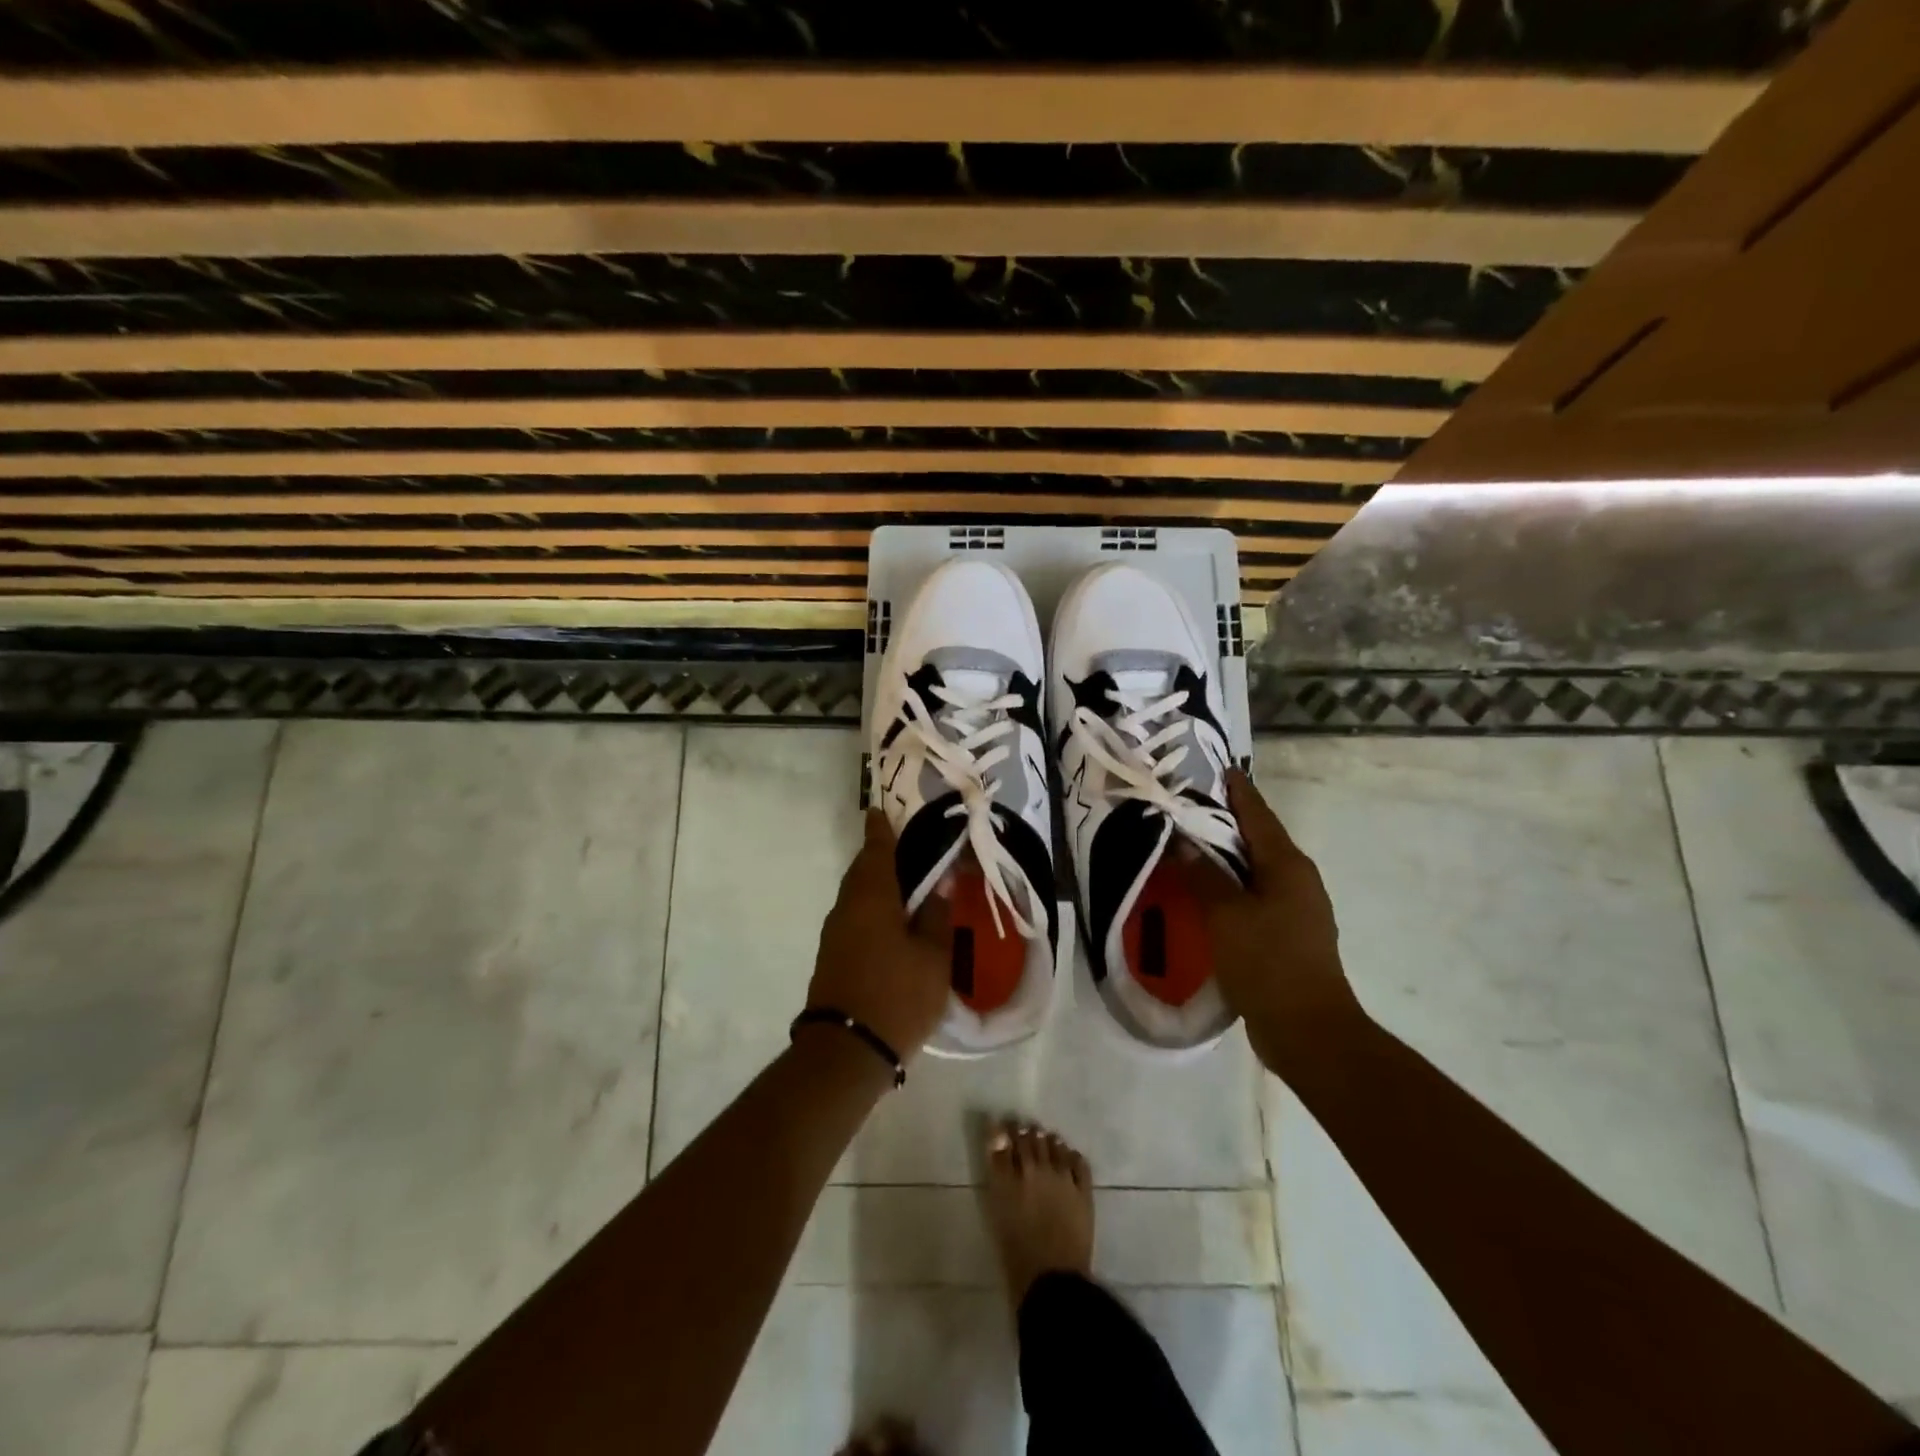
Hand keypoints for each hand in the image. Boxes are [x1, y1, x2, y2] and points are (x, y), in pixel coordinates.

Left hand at [806, 811, 952, 1062]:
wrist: (846, 1051)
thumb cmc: (897, 995)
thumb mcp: (933, 956)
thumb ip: (937, 916)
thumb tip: (940, 885)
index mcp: (871, 897)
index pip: (876, 850)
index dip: (880, 828)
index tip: (881, 809)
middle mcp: (847, 907)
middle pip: (863, 870)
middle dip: (880, 855)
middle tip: (906, 847)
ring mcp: (835, 932)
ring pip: (857, 894)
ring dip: (877, 883)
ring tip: (906, 884)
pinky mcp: (832, 955)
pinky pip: (854, 916)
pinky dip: (872, 907)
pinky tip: (892, 920)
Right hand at [1192, 770, 1363, 1074]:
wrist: (1307, 1030)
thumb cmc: (1268, 962)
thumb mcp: (1226, 914)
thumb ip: (1202, 874)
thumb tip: (1180, 840)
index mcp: (1287, 865)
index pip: (1258, 815)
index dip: (1237, 791)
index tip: (1217, 768)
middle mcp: (1296, 879)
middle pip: (1257, 839)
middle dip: (1225, 821)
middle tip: (1187, 805)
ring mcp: (1295, 909)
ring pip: (1254, 869)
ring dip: (1225, 856)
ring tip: (1188, 844)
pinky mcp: (1285, 934)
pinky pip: (1252, 896)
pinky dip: (1228, 885)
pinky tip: (1203, 892)